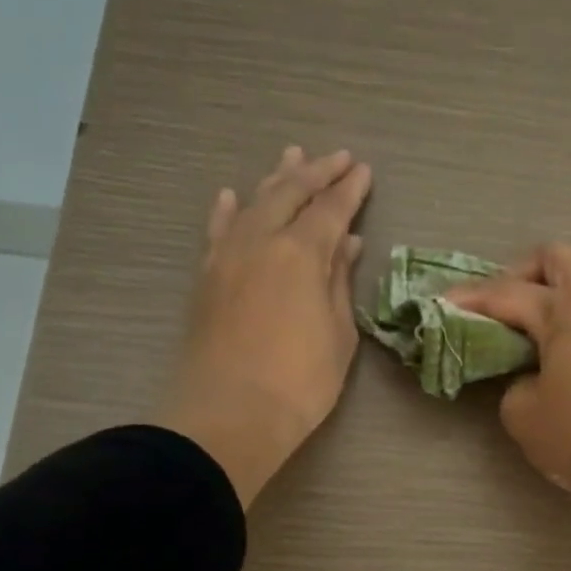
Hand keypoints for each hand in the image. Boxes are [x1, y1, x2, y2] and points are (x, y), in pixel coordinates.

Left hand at [160, 146, 371, 506]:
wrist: (229, 415)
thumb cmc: (300, 382)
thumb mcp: (338, 334)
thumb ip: (339, 283)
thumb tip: (346, 244)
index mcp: (300, 253)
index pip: (330, 209)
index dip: (350, 189)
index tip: (364, 171)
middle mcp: (260, 241)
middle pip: (290, 193)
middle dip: (316, 172)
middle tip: (338, 157)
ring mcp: (227, 256)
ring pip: (252, 203)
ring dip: (275, 178)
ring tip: (291, 156)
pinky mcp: (206, 277)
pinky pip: (217, 230)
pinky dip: (227, 209)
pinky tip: (230, 195)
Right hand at [446, 243, 570, 511]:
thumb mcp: (522, 413)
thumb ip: (514, 380)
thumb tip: (530, 375)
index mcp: (568, 309)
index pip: (509, 293)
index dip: (473, 298)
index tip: (445, 303)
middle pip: (560, 257)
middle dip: (524, 272)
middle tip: (505, 304)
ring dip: (565, 281)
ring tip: (545, 314)